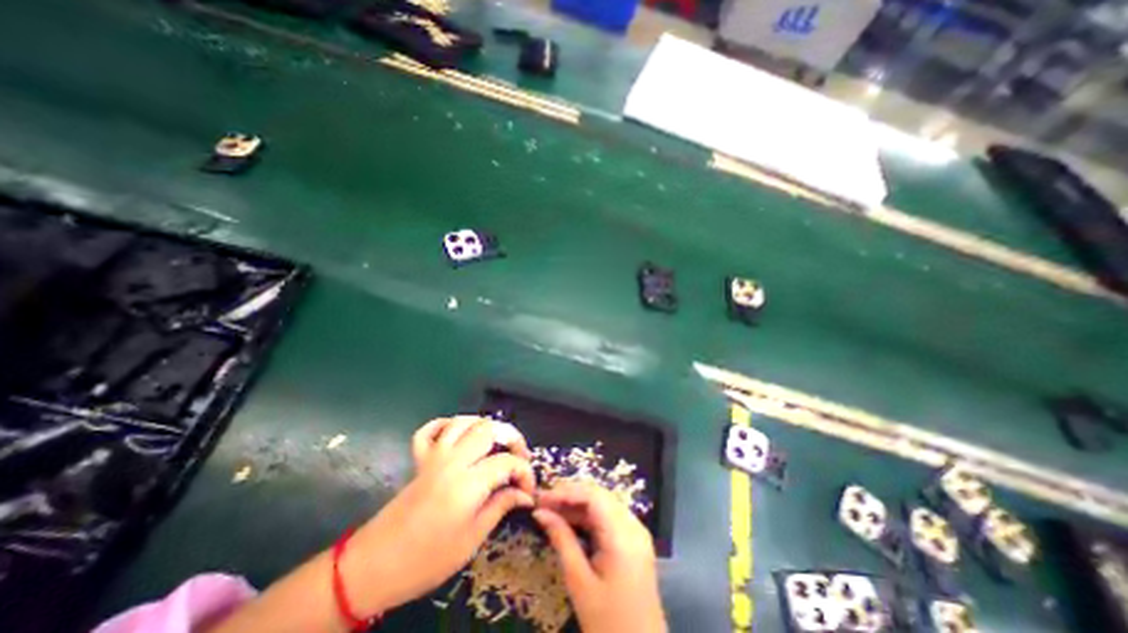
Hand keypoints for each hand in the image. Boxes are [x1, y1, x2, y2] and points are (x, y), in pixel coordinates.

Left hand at [345, 419, 533, 615]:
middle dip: (511, 438)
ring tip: (496, 443)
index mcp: (468, 482)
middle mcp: (453, 460)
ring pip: (463, 422)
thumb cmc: (427, 559)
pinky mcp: (420, 459)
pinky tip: (458, 434)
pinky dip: (446, 425)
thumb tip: (524, 495)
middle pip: (489, 429)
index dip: (525, 473)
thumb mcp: (472, 539)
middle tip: (519, 458)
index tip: (528, 491)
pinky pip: (431, 429)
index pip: (508, 462)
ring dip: (484, 426)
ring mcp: (434, 456)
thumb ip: (500, 507)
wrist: (373, 566)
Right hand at [535, 483, 661, 629]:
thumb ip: (561, 540)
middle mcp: (634, 525)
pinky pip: (609, 516)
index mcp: (623, 536)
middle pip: (599, 495)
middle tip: (543, 502)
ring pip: (604, 503)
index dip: (566, 491)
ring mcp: (637, 531)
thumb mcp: (579, 582)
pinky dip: (588, 515)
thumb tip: (540, 512)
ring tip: (551, 509)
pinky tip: (570, 520)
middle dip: (570, 495)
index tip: (541, 498)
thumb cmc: (608, 624)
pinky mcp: (635, 539)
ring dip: (578, 504)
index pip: (593, 496)